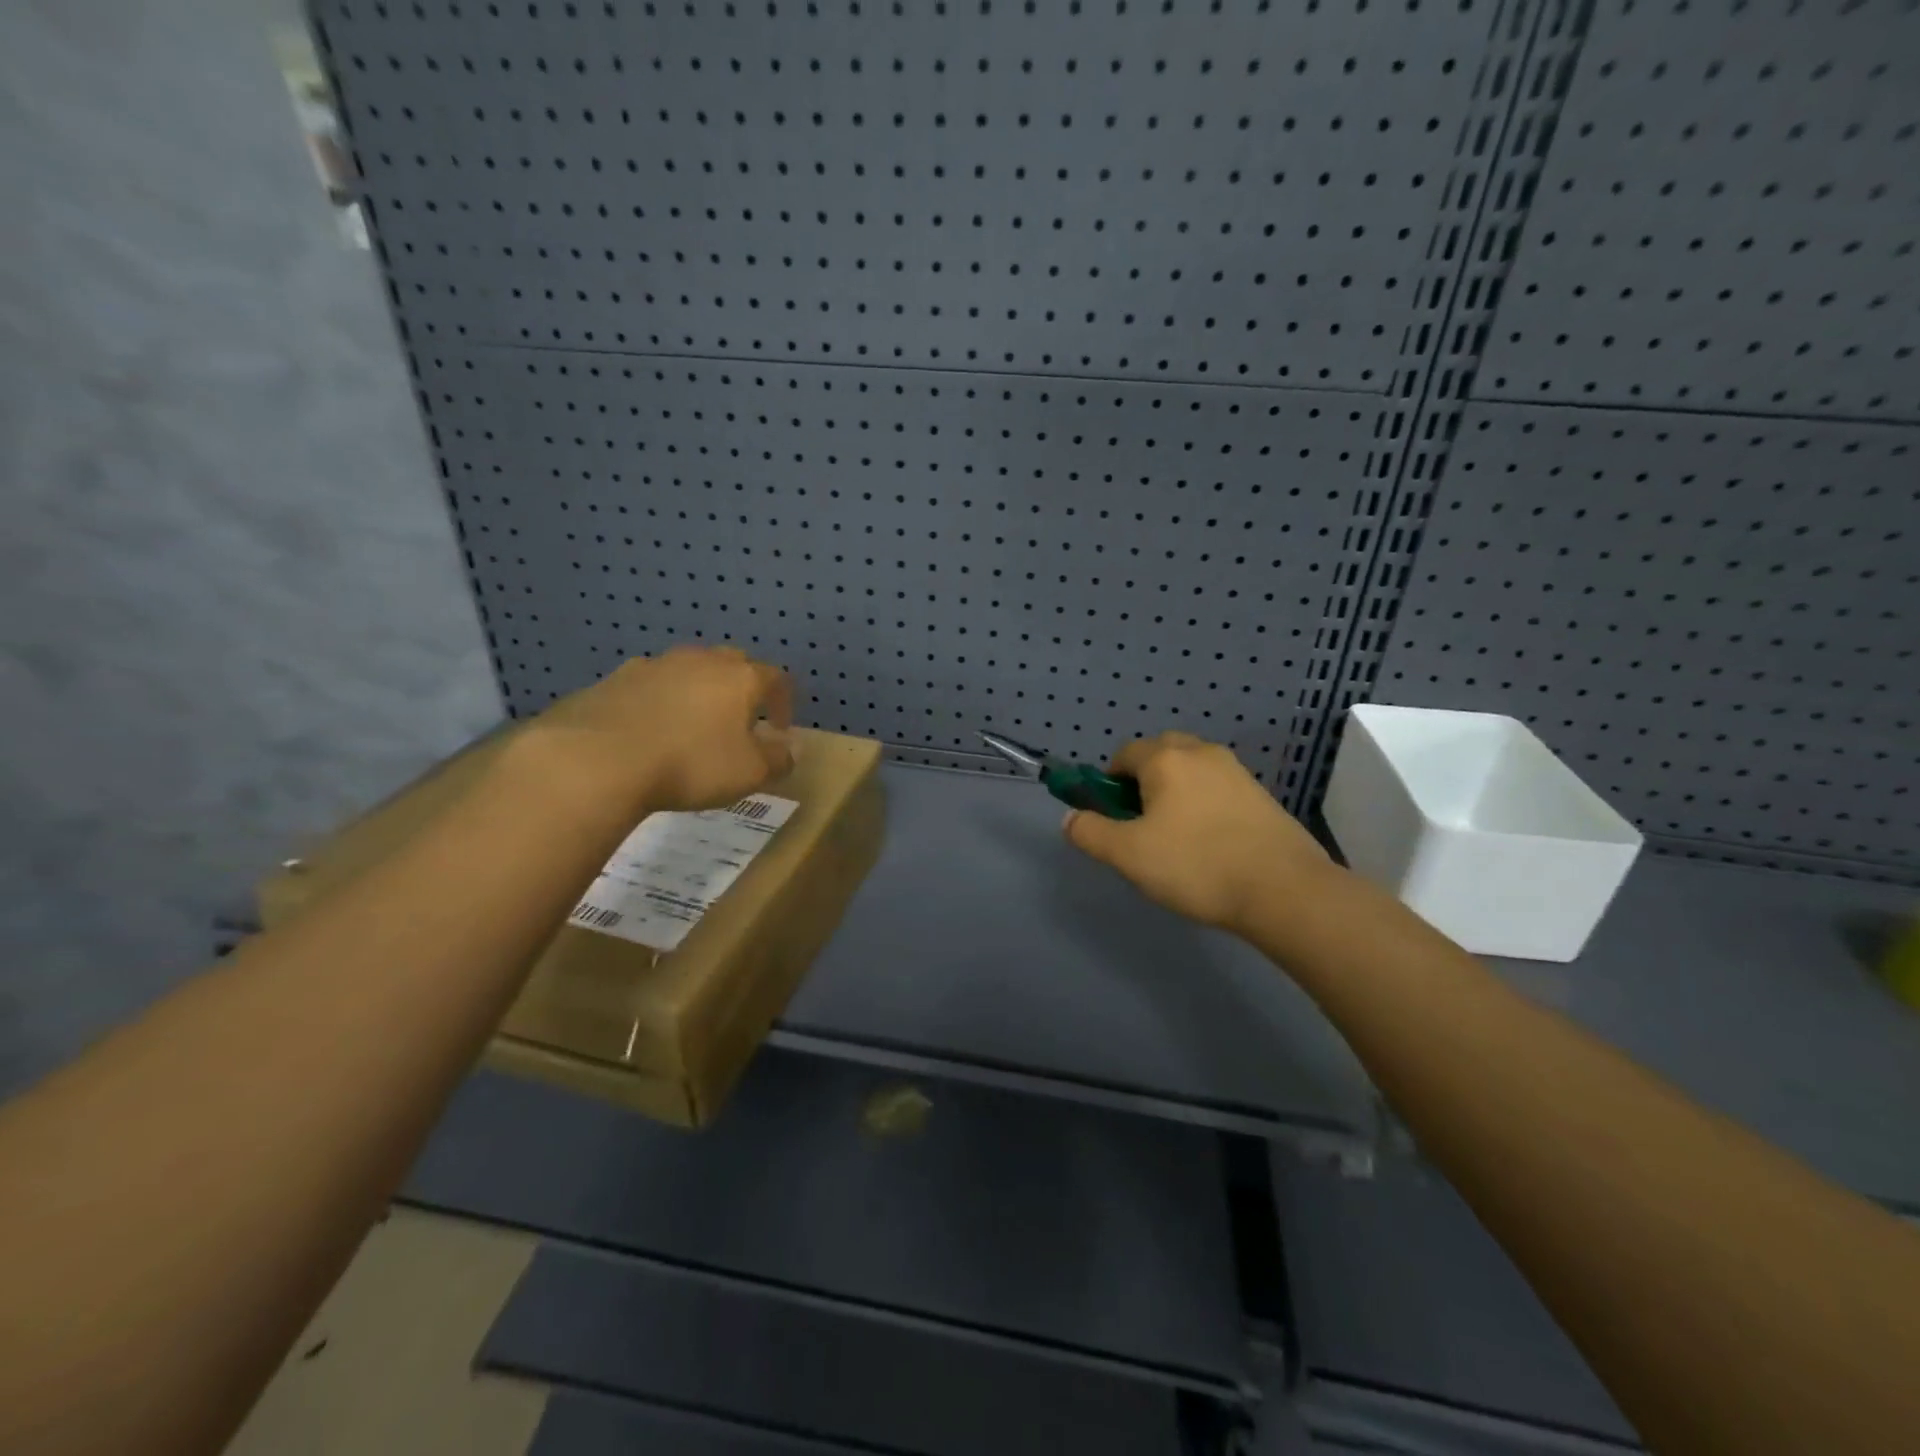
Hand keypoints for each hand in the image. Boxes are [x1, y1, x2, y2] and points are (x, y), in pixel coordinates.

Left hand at [528, 646, 795, 814]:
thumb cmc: (691, 764)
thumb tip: (791, 749)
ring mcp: (655, 665)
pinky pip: (650, 685)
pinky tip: (650, 728)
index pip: (776, 678)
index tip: (779, 729)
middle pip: (732, 664)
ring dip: (698, 691)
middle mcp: (701, 661)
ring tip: (694, 724)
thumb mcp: (749, 773)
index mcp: (740, 678)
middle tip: (740, 720)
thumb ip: (778, 759)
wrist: (598, 758)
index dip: (783, 702)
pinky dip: (659, 700)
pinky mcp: (615, 679)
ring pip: (688, 670)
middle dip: (742, 688)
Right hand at [1064, 733, 1333, 933]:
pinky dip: (1204, 804)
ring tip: (1177, 839)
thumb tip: (1070, 818)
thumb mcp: (1128, 855)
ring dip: (1175, 793)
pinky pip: (1217, 788)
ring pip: (1191, 770)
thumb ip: (1090, 833)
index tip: (1115, 818)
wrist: (1284, 890)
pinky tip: (1211, 844)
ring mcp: (1236, 771)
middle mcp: (1201, 752)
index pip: (1124, 754)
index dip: (1110, 783)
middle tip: (1143, 825)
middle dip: (1143, 782)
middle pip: (1159, 754)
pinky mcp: (1261, 794)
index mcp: (1166, 759)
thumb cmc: (1196, 866)